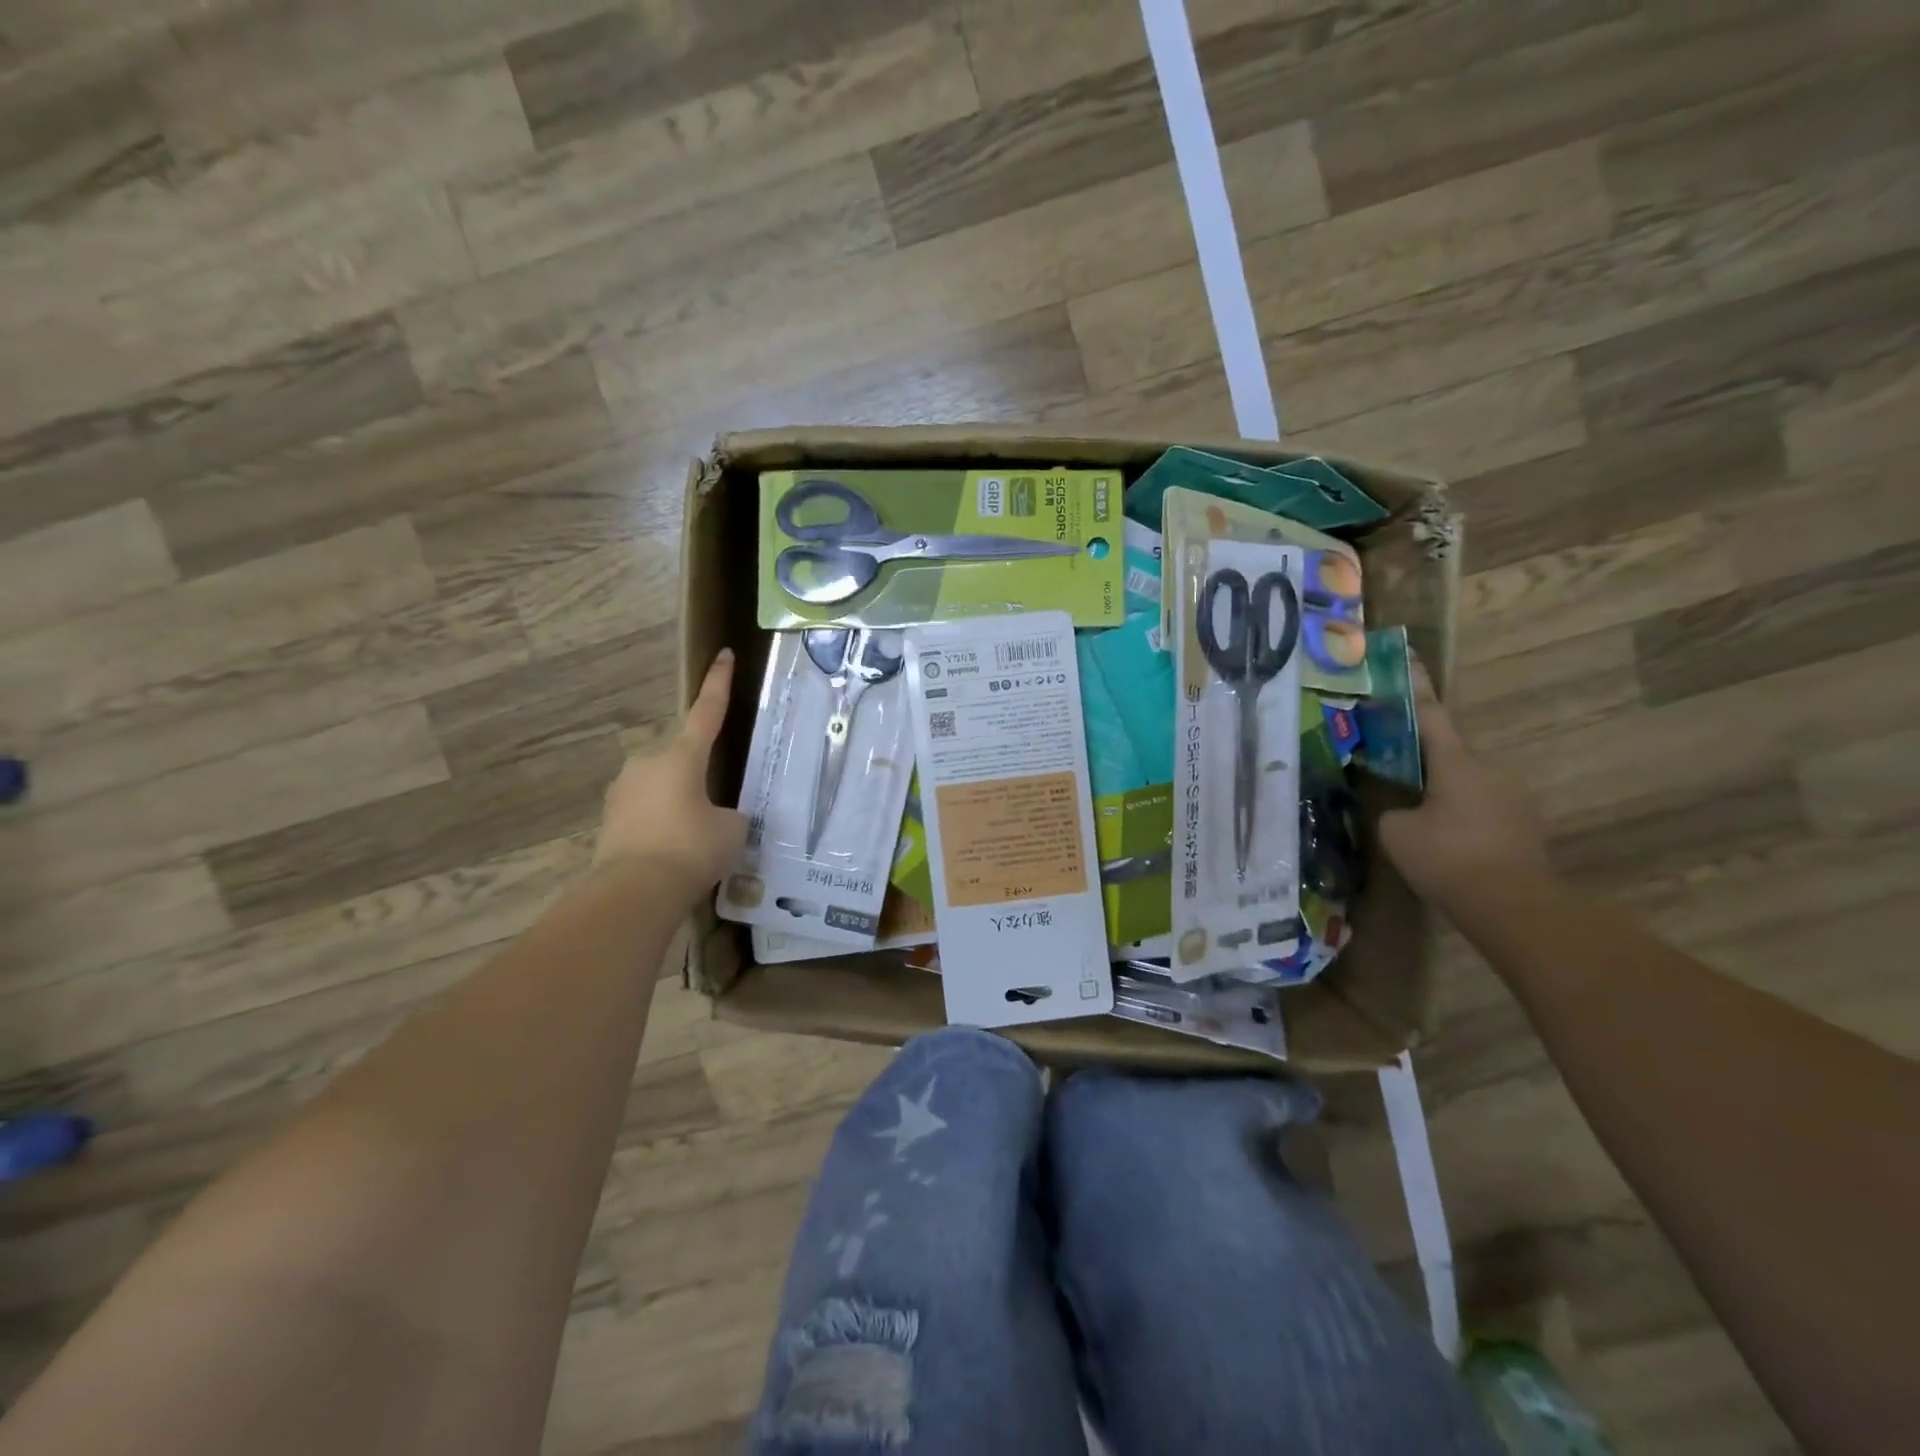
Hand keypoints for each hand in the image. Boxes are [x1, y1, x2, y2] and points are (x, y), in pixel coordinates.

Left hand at [594, 651, 748, 896]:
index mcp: (682, 756)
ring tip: (695, 836)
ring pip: (662, 783)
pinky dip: (662, 821)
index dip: (719, 683)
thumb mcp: (731, 829)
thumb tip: (721, 817)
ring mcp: (623, 789)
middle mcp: (647, 763)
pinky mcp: (610, 818)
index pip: (707, 711)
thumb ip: (730, 814)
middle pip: (681, 755)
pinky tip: (674, 849)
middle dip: (698, 773)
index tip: (724, 655)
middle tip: (715, 804)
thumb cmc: (691, 848)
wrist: (634, 892)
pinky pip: (645, 810)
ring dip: (679, 800)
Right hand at [1377, 661, 1551, 911]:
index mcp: (1457, 762)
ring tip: (1418, 820)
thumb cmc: (1448, 857)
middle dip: (1423, 762)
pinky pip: (1481, 809)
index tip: (1410, 660)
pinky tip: (1444, 843)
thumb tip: (1401, 809)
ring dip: (1442, 793)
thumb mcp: (1396, 831)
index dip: (1416, 688)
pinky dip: (1461, 817)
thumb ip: (1392, 809)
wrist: (1514, 905)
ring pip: (1466, 784)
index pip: (1431, 715)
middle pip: (1449, 754)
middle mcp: (1491, 769)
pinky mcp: (1524, 825)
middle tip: (1395, 775)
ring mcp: (1513, 797)